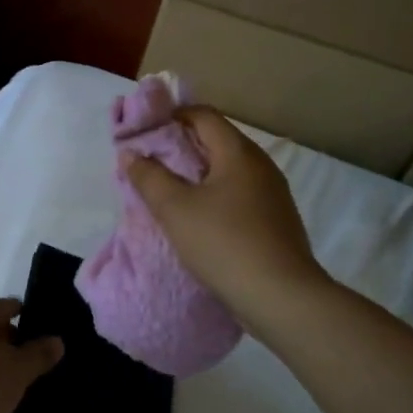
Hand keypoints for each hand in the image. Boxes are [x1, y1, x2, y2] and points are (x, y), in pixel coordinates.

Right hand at [122, 107, 327, 328]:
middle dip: (181, 147)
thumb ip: (149, 177)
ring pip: (228, 170)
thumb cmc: (224, 243)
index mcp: (239, 152)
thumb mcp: (175, 209)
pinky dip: (215, 196)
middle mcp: (261, 165)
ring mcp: (273, 194)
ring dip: (198, 174)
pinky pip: (239, 194)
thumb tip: (130, 153)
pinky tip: (199, 219)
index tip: (144, 132)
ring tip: (169, 192)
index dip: (171, 116)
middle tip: (150, 163)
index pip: (203, 115)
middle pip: (217, 141)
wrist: (281, 297)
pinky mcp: (276, 221)